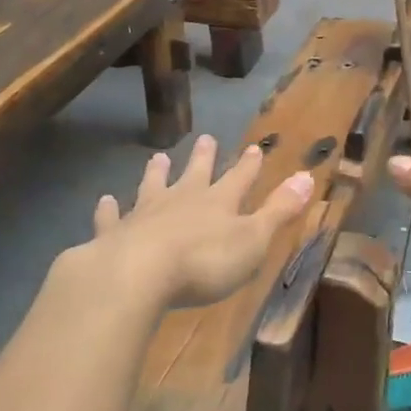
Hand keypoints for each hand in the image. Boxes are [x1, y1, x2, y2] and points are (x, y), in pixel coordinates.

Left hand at [89, 136, 313, 310]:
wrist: (137, 273)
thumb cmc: (203, 262)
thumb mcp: (253, 239)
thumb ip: (279, 210)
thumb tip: (308, 176)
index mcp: (218, 203)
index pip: (239, 178)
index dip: (248, 165)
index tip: (254, 148)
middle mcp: (182, 200)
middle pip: (195, 174)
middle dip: (203, 158)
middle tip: (205, 138)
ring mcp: (145, 214)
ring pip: (152, 186)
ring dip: (156, 174)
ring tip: (157, 158)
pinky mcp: (115, 234)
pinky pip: (111, 217)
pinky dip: (108, 209)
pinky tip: (103, 201)